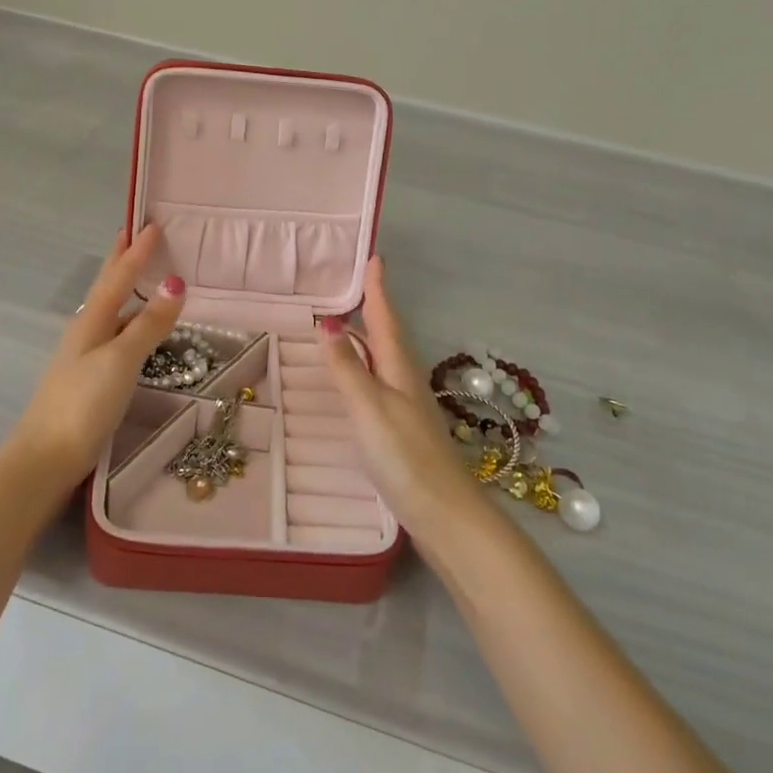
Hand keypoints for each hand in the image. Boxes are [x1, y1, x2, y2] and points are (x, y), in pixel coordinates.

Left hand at [12, 224, 185, 482]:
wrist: (45, 458)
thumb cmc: (84, 403)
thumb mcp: (121, 359)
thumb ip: (149, 323)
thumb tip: (174, 282)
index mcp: (92, 319)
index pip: (119, 275)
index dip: (137, 250)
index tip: (152, 224)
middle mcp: (86, 329)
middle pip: (107, 285)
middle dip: (121, 259)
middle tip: (135, 233)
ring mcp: (85, 353)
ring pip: (110, 308)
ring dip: (125, 285)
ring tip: (141, 272)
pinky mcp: (89, 376)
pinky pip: (114, 330)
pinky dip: (128, 316)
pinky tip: (133, 326)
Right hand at [318, 257, 483, 541]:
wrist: (444, 515)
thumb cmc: (405, 456)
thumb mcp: (368, 407)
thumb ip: (347, 367)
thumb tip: (328, 324)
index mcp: (398, 366)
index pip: (384, 317)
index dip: (377, 288)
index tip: (373, 257)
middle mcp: (404, 378)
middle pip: (385, 334)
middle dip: (370, 307)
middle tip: (349, 285)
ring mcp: (405, 405)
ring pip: (383, 357)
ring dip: (366, 336)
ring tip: (344, 322)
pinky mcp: (402, 429)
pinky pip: (379, 380)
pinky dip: (364, 366)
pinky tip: (354, 378)